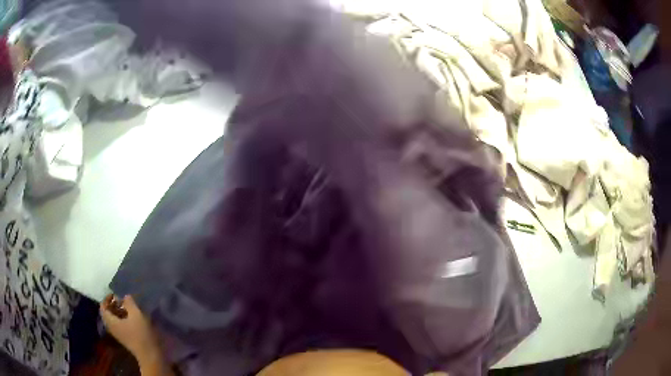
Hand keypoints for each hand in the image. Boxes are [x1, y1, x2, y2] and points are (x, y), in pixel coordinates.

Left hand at [100, 294, 161, 364]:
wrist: (149, 354)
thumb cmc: (141, 333)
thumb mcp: (136, 314)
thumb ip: (129, 302)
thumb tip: (125, 296)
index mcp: (111, 321)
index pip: (103, 307)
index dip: (107, 298)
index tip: (115, 294)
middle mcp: (111, 327)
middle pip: (107, 313)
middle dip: (112, 305)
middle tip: (121, 300)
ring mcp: (118, 334)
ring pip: (113, 319)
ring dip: (117, 312)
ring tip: (127, 308)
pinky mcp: (124, 338)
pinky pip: (118, 325)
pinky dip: (121, 318)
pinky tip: (131, 318)